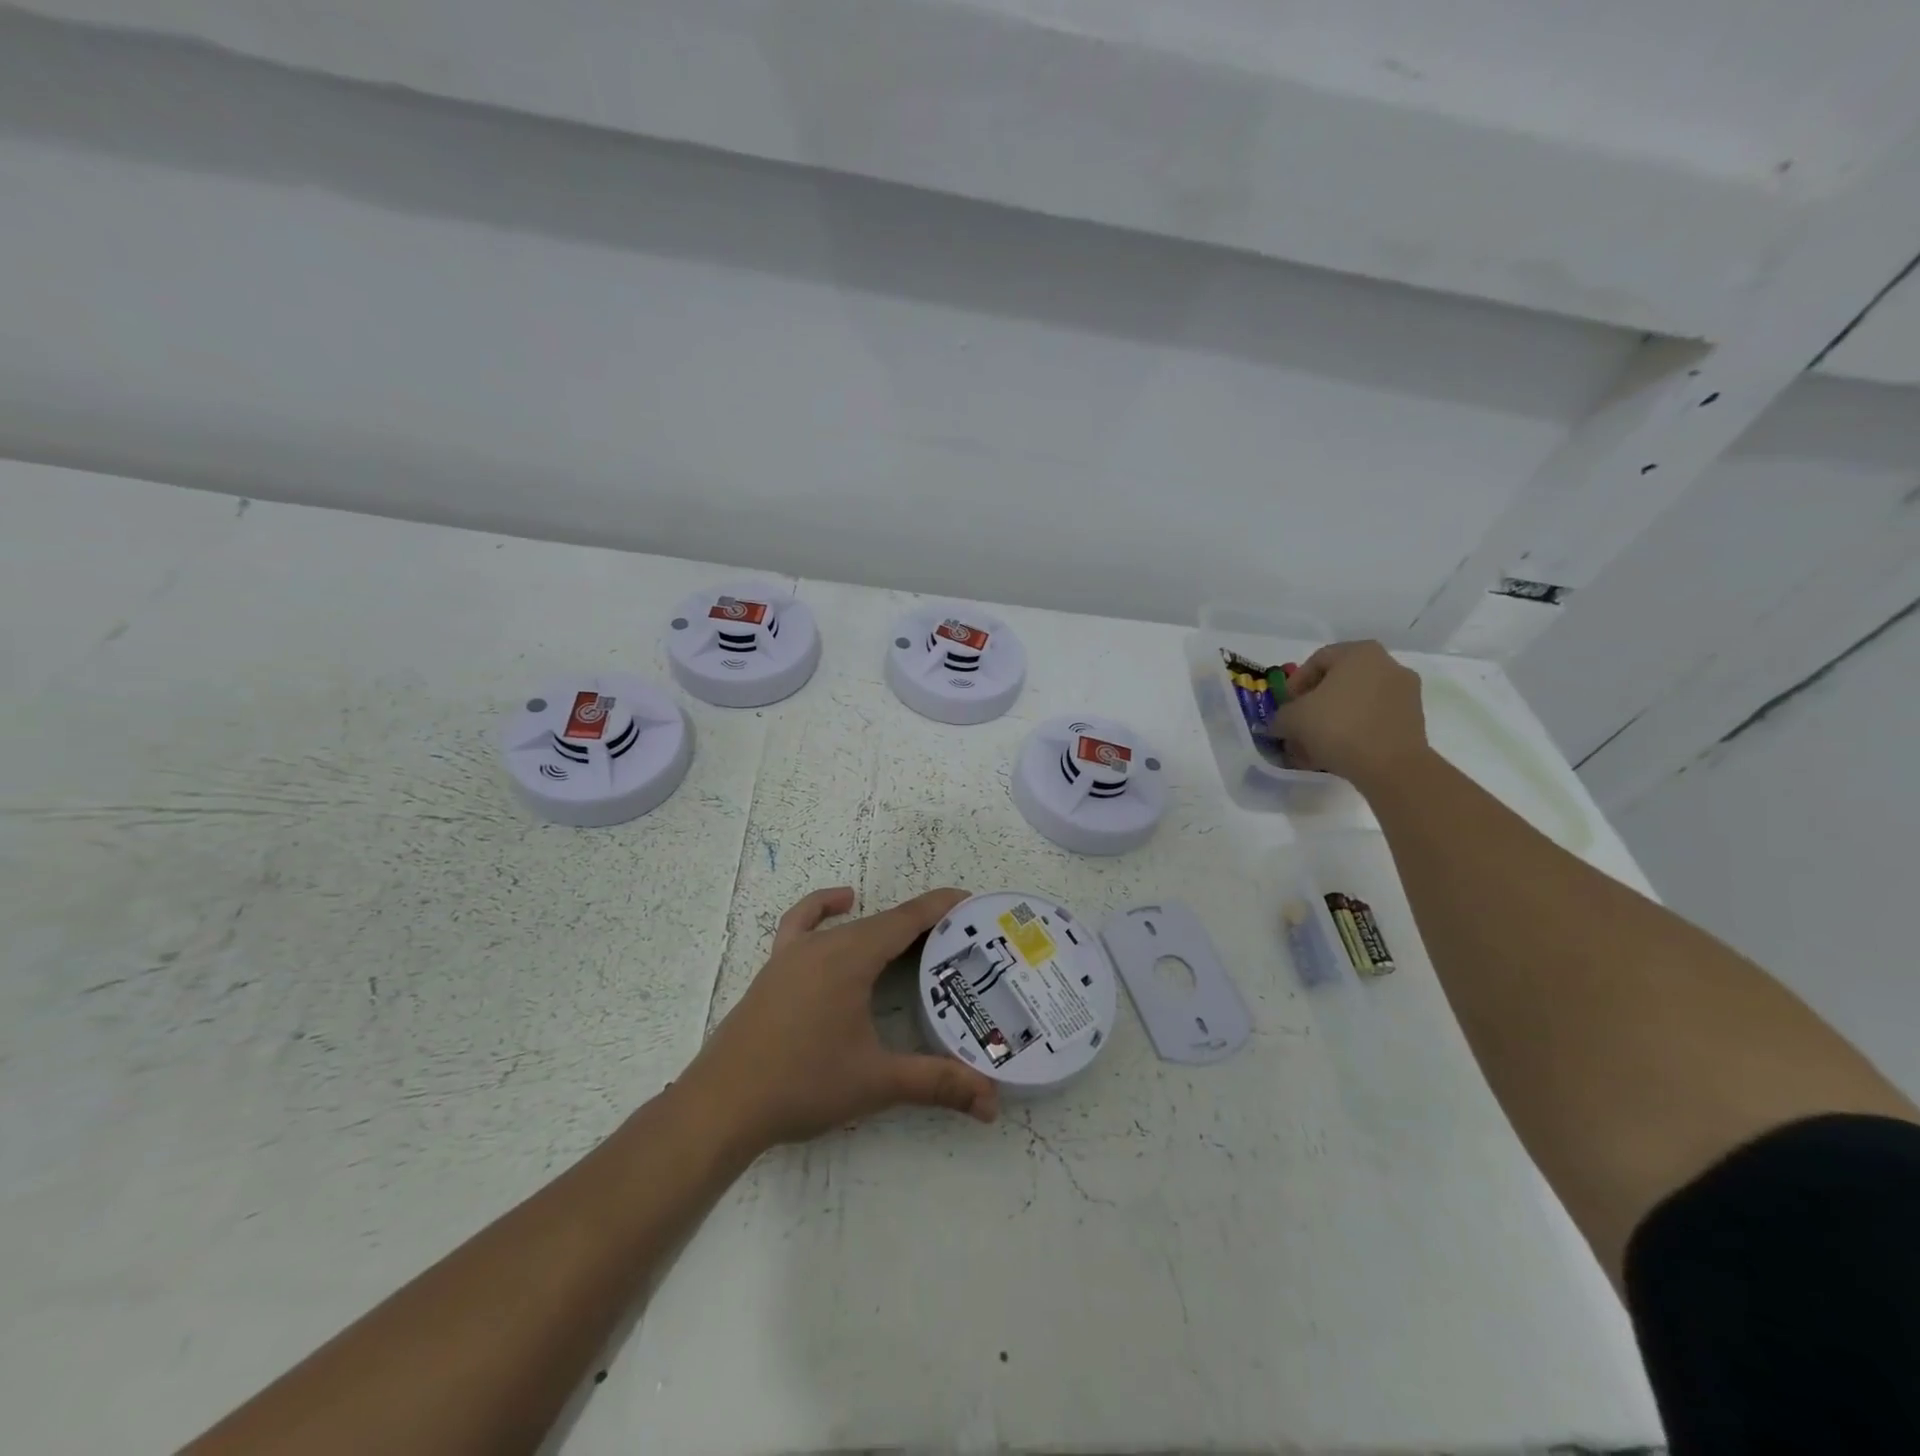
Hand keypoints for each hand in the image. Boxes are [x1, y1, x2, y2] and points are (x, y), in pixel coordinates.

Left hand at [682, 887, 999, 1153]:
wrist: (722, 1105)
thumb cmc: (802, 1085)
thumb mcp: (876, 1083)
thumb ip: (936, 1084)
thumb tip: (992, 1102)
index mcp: (850, 958)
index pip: (906, 920)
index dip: (940, 908)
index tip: (971, 901)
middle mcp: (823, 944)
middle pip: (882, 922)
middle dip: (922, 924)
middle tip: (959, 940)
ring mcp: (793, 954)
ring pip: (849, 927)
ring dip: (883, 926)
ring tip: (914, 939)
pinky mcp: (774, 969)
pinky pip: (802, 924)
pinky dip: (824, 908)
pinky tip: (840, 906)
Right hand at [1273, 640, 1428, 788]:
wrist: (1390, 765)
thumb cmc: (1337, 726)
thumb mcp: (1292, 719)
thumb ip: (1280, 716)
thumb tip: (1280, 724)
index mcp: (1360, 653)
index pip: (1317, 660)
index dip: (1294, 684)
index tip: (1285, 707)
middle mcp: (1388, 665)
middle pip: (1339, 682)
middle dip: (1314, 705)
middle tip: (1298, 726)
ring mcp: (1405, 692)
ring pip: (1356, 702)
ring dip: (1332, 720)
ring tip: (1314, 745)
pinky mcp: (1413, 720)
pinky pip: (1373, 719)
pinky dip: (1353, 731)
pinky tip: (1336, 752)